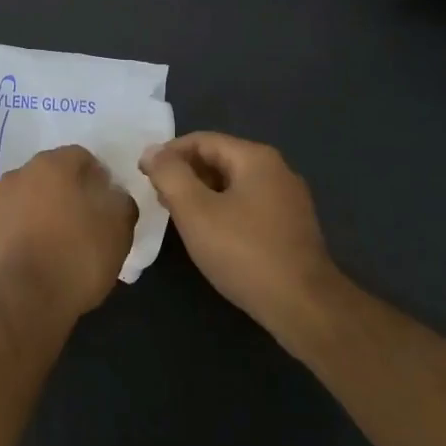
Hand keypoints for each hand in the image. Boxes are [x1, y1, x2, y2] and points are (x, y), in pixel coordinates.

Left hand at [0, 146, 137, 322]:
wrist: (24, 303)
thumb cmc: (77, 257)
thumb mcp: (119, 228)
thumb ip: (120, 202)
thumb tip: (112, 195)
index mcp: (50, 167)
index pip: (80, 157)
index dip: (97, 178)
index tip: (107, 203)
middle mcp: (15, 178)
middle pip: (47, 178)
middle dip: (64, 194)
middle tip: (82, 224)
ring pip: (21, 203)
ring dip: (36, 216)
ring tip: (55, 248)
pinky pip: (3, 232)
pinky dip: (16, 241)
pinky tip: (30, 264)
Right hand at [139, 132, 341, 339]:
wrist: (303, 306)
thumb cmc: (243, 252)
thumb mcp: (194, 210)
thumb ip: (169, 175)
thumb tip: (152, 152)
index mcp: (255, 158)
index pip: (201, 140)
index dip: (167, 153)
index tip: (143, 175)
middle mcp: (277, 170)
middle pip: (218, 158)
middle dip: (184, 174)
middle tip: (157, 197)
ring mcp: (288, 199)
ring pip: (232, 184)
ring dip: (201, 193)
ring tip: (177, 216)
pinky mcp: (291, 226)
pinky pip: (247, 205)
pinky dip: (222, 210)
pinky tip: (208, 234)